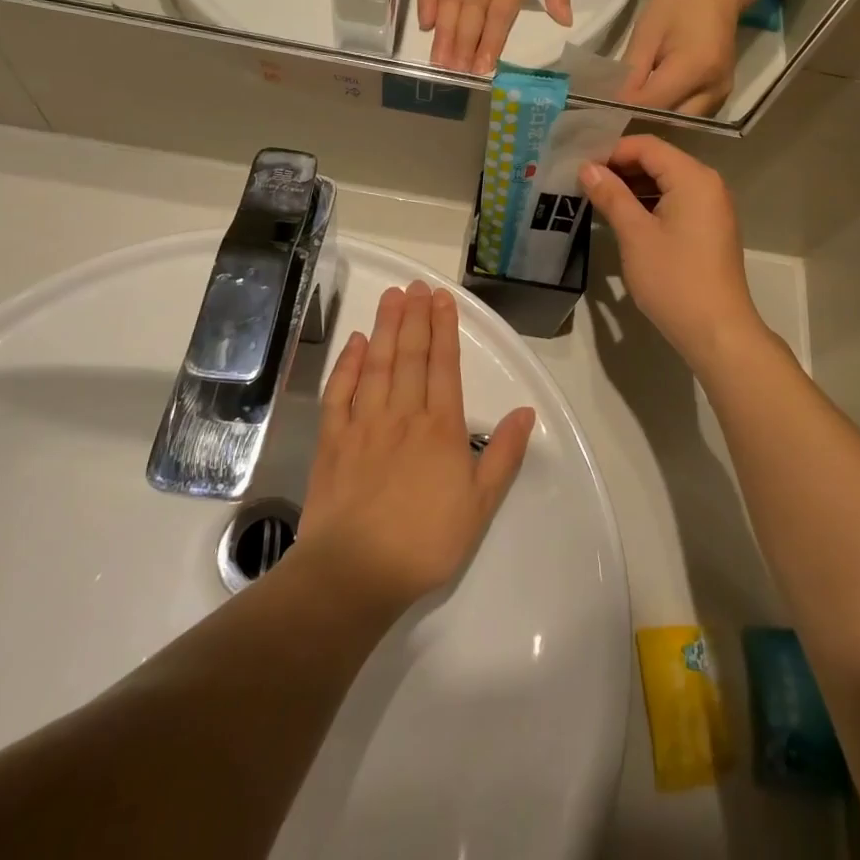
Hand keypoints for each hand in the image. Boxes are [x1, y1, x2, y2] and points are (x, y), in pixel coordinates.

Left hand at [301, 281, 534, 613]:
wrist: (355, 574)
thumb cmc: (425, 542)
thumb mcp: (480, 505)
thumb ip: (504, 455)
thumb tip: (526, 412)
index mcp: (440, 428)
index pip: (444, 366)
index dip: (444, 328)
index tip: (442, 298)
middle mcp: (403, 415)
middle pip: (411, 356)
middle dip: (415, 317)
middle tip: (415, 285)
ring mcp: (364, 424)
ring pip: (377, 365)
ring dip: (385, 328)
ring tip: (391, 297)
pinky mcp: (333, 441)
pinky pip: (339, 393)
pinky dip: (347, 365)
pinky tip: (354, 343)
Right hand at [419, 0, 572, 73]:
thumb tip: (565, 21)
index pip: (499, 20)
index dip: (491, 45)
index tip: (484, 69)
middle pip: (471, 21)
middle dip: (464, 49)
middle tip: (457, 74)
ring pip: (449, 10)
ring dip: (445, 37)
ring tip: (440, 63)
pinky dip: (426, 6)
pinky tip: (426, 26)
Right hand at [577, 136, 767, 369]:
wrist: (717, 331)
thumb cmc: (674, 279)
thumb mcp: (635, 235)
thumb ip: (611, 195)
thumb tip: (587, 168)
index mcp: (693, 177)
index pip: (647, 146)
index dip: (612, 151)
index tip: (580, 167)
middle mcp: (707, 183)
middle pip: (658, 160)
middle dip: (620, 168)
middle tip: (583, 182)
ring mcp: (712, 206)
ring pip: (666, 182)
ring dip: (633, 187)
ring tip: (597, 199)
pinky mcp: (709, 228)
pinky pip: (676, 201)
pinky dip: (649, 203)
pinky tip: (623, 217)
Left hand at [623, 0, 741, 114]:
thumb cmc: (679, 3)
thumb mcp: (647, 32)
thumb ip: (631, 71)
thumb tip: (613, 103)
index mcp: (695, 68)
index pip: (652, 104)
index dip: (625, 110)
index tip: (599, 111)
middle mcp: (714, 89)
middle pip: (669, 121)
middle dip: (640, 121)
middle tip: (612, 115)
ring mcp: (722, 95)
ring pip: (681, 123)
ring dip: (654, 121)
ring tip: (628, 111)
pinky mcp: (722, 96)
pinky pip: (691, 115)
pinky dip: (669, 114)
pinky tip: (650, 105)